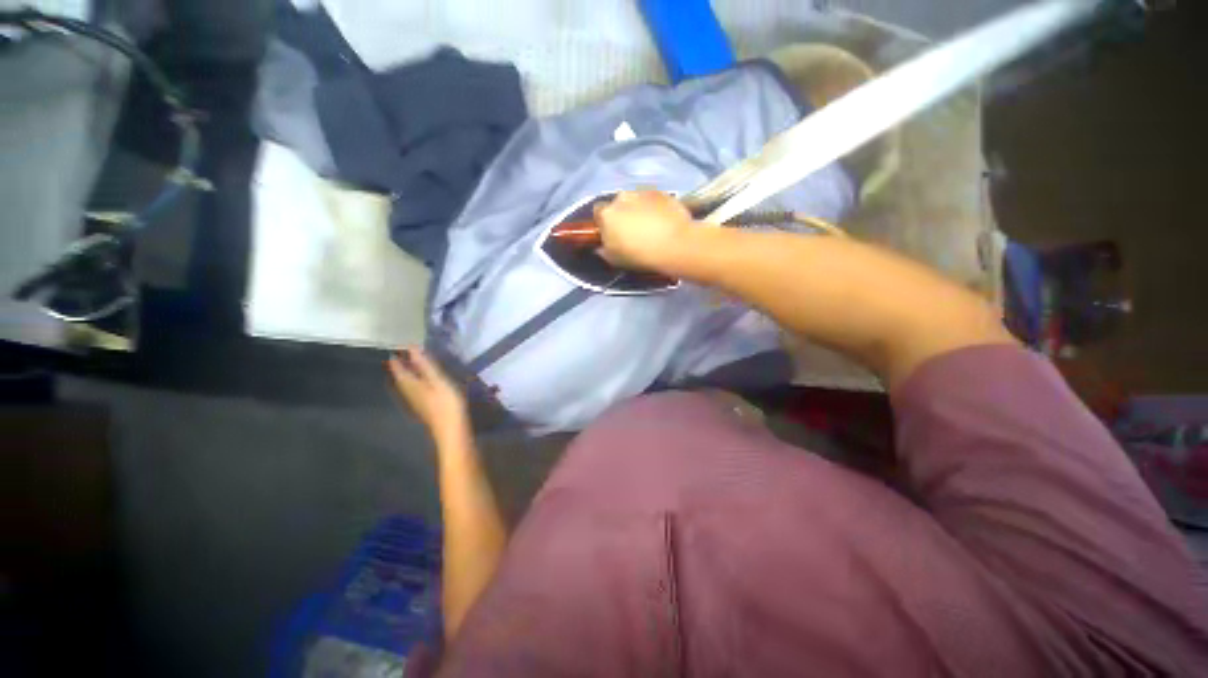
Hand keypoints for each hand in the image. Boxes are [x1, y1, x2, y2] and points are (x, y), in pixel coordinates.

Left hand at [389, 347, 468, 442]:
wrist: (452, 430)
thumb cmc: (446, 403)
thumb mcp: (438, 381)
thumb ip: (425, 365)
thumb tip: (410, 347)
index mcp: (412, 385)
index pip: (399, 369)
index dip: (397, 359)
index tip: (396, 348)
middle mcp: (411, 393)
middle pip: (401, 379)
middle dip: (399, 367)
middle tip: (400, 355)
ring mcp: (418, 403)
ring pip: (407, 386)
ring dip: (406, 376)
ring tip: (409, 366)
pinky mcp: (426, 408)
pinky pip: (415, 392)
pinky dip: (415, 383)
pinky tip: (421, 384)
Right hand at [595, 190, 694, 271]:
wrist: (674, 245)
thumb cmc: (639, 255)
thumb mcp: (614, 260)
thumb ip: (604, 250)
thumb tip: (601, 246)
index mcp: (607, 214)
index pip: (598, 212)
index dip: (604, 222)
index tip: (611, 232)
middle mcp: (622, 198)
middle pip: (618, 204)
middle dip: (623, 214)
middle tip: (633, 231)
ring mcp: (643, 192)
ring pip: (636, 200)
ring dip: (639, 209)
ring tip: (651, 226)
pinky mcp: (662, 192)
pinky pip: (654, 199)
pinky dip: (656, 207)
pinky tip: (664, 221)